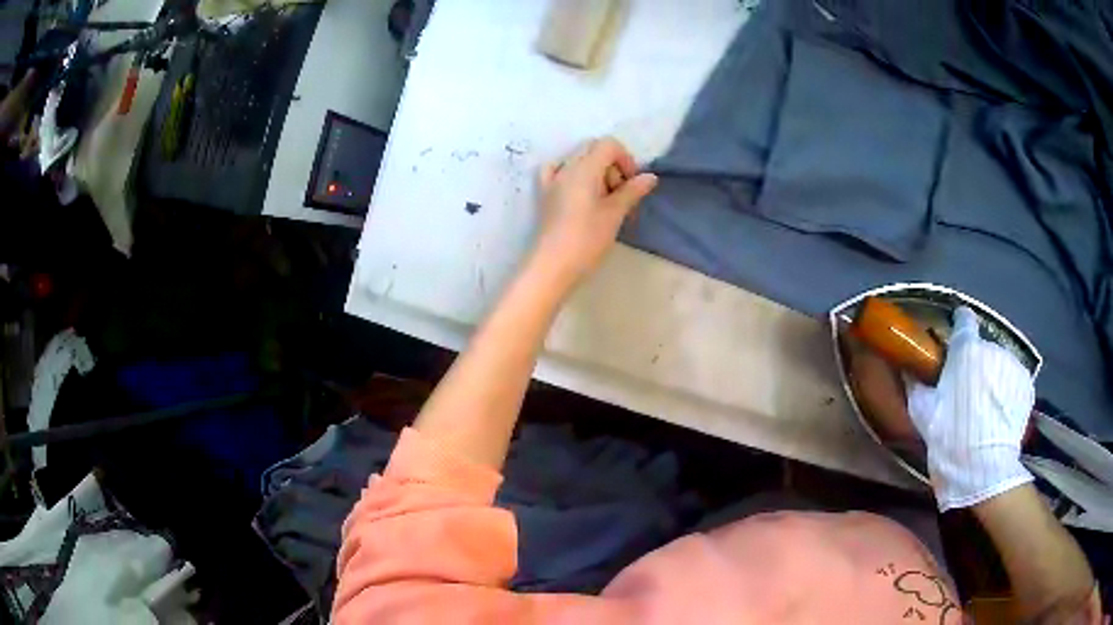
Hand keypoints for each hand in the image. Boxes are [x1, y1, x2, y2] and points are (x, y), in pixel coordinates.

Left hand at [533, 137, 657, 287]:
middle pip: (593, 149)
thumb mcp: (615, 214)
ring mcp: (553, 180)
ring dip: (595, 171)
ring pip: (578, 160)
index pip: (609, 144)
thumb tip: (650, 177)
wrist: (553, 265)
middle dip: (612, 165)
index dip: (625, 159)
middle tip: (620, 193)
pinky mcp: (545, 195)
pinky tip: (578, 192)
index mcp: (585, 168)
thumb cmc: (587, 239)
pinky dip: (572, 174)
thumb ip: (632, 191)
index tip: (631, 184)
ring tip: (603, 199)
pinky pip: (557, 171)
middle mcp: (567, 167)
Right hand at [907, 306, 1034, 510]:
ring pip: (1000, 366)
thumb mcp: (924, 413)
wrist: (982, 469)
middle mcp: (992, 348)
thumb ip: (917, 385)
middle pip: (982, 349)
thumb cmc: (949, 437)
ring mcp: (1013, 365)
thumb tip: (909, 369)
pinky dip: (1007, 393)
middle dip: (976, 365)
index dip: (959, 326)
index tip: (955, 340)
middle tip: (967, 393)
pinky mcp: (1026, 386)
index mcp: (966, 349)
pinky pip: (1013, 382)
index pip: (964, 320)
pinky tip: (1000, 416)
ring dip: (993, 379)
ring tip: (986, 410)